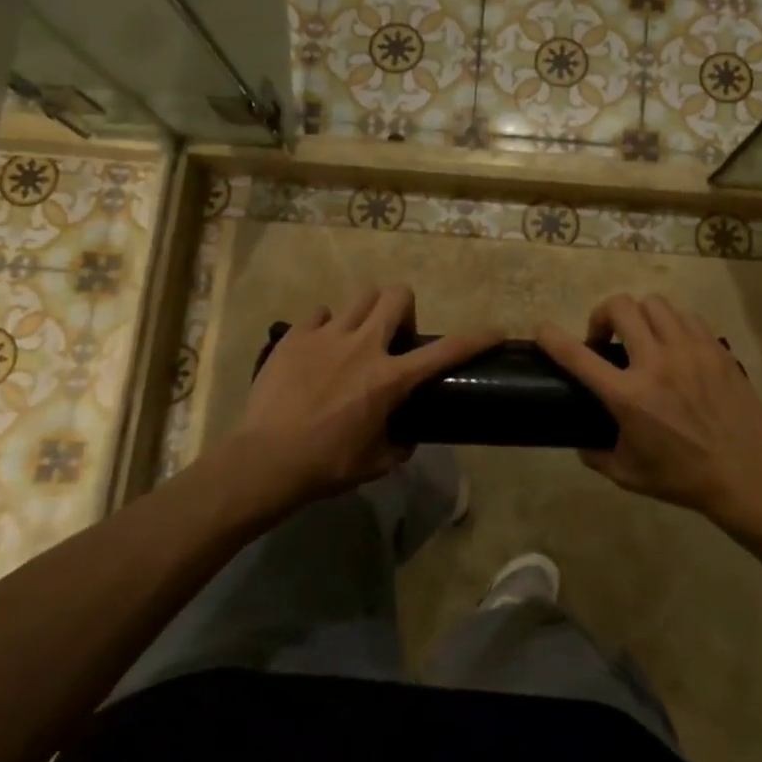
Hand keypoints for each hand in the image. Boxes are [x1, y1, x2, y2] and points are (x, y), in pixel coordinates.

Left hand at [229, 286, 498, 513]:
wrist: (266, 461)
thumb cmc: (327, 465)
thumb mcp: (376, 462)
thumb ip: (399, 443)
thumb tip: (406, 435)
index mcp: (391, 378)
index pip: (446, 351)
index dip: (476, 339)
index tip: (495, 332)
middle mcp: (364, 346)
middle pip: (397, 296)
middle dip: (405, 309)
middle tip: (395, 338)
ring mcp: (327, 336)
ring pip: (361, 296)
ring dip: (367, 312)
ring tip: (356, 337)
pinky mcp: (296, 336)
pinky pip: (320, 313)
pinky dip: (327, 325)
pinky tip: (320, 347)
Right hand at [537, 293, 761, 531]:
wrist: (746, 476)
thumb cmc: (682, 478)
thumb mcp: (628, 474)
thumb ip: (596, 454)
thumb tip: (580, 441)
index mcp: (629, 396)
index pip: (578, 356)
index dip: (553, 338)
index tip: (543, 330)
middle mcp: (656, 363)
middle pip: (620, 307)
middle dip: (603, 316)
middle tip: (605, 339)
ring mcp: (690, 351)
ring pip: (655, 303)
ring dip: (639, 316)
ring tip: (642, 337)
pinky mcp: (716, 349)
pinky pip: (687, 317)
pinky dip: (672, 324)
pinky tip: (675, 345)